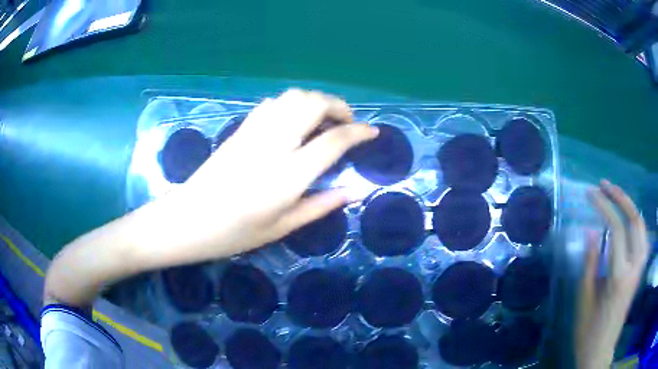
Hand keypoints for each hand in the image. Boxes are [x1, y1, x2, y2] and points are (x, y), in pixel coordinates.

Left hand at [131, 89, 378, 267]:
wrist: (187, 220)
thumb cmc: (234, 233)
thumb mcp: (282, 227)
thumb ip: (321, 205)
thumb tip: (354, 191)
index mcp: (287, 175)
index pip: (333, 141)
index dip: (358, 133)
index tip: (372, 132)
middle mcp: (273, 144)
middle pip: (313, 104)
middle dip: (338, 106)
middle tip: (347, 123)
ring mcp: (254, 132)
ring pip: (292, 97)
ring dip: (315, 101)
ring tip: (323, 119)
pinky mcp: (240, 129)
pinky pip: (272, 104)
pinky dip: (291, 104)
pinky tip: (293, 121)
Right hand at [575, 180, 648, 368]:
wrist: (601, 350)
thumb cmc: (589, 331)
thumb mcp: (584, 300)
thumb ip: (590, 263)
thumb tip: (590, 231)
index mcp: (619, 276)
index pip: (616, 229)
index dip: (603, 206)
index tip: (590, 194)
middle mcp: (635, 266)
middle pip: (634, 220)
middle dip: (620, 197)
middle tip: (604, 185)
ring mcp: (640, 268)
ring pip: (642, 225)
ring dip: (630, 206)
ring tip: (616, 196)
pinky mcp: (640, 270)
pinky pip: (643, 236)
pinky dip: (637, 221)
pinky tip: (629, 219)